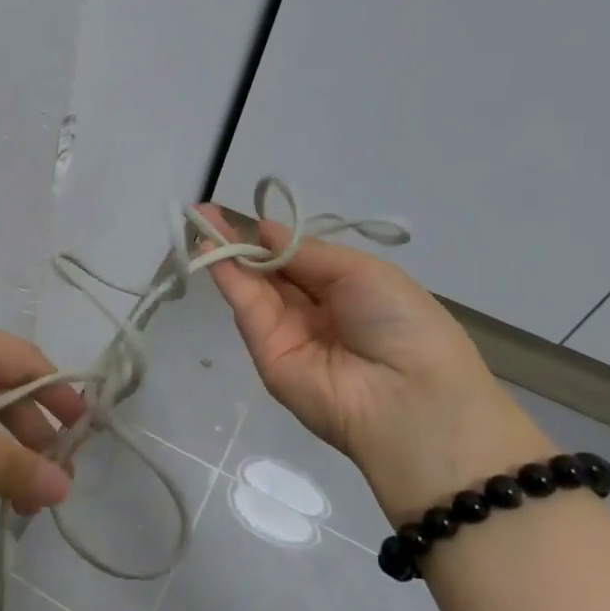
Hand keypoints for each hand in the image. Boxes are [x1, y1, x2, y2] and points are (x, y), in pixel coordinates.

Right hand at [199, 207, 549, 522]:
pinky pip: (247, 308)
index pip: (300, 260)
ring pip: (252, 287)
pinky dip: (227, 277)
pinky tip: (210, 250)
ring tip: (200, 221)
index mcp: (348, 291)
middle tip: (205, 213)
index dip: (274, 237)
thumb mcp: (364, 273)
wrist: (409, 398)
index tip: (248, 215)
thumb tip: (267, 230)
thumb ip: (308, 253)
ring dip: (226, 254)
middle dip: (240, 241)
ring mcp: (287, 333)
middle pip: (269, 271)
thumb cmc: (402, 324)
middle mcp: (314, 312)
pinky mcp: (266, 353)